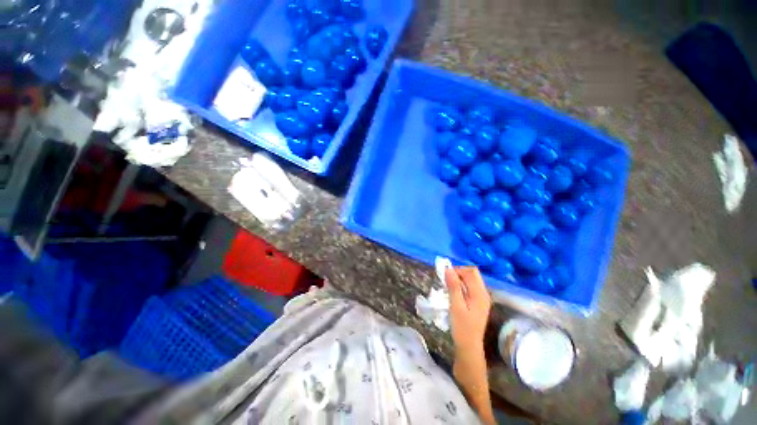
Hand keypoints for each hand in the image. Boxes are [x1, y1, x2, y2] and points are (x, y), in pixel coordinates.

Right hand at [445, 267, 491, 351]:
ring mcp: (482, 298)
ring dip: (460, 279)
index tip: (445, 276)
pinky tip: (455, 293)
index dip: (457, 270)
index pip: (470, 272)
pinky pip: (471, 287)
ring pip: (472, 280)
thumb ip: (453, 287)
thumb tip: (448, 269)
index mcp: (479, 294)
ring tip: (449, 287)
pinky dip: (462, 285)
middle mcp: (484, 293)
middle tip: (447, 280)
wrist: (469, 346)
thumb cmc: (461, 327)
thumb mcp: (455, 306)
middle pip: (473, 274)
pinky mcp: (479, 302)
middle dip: (459, 273)